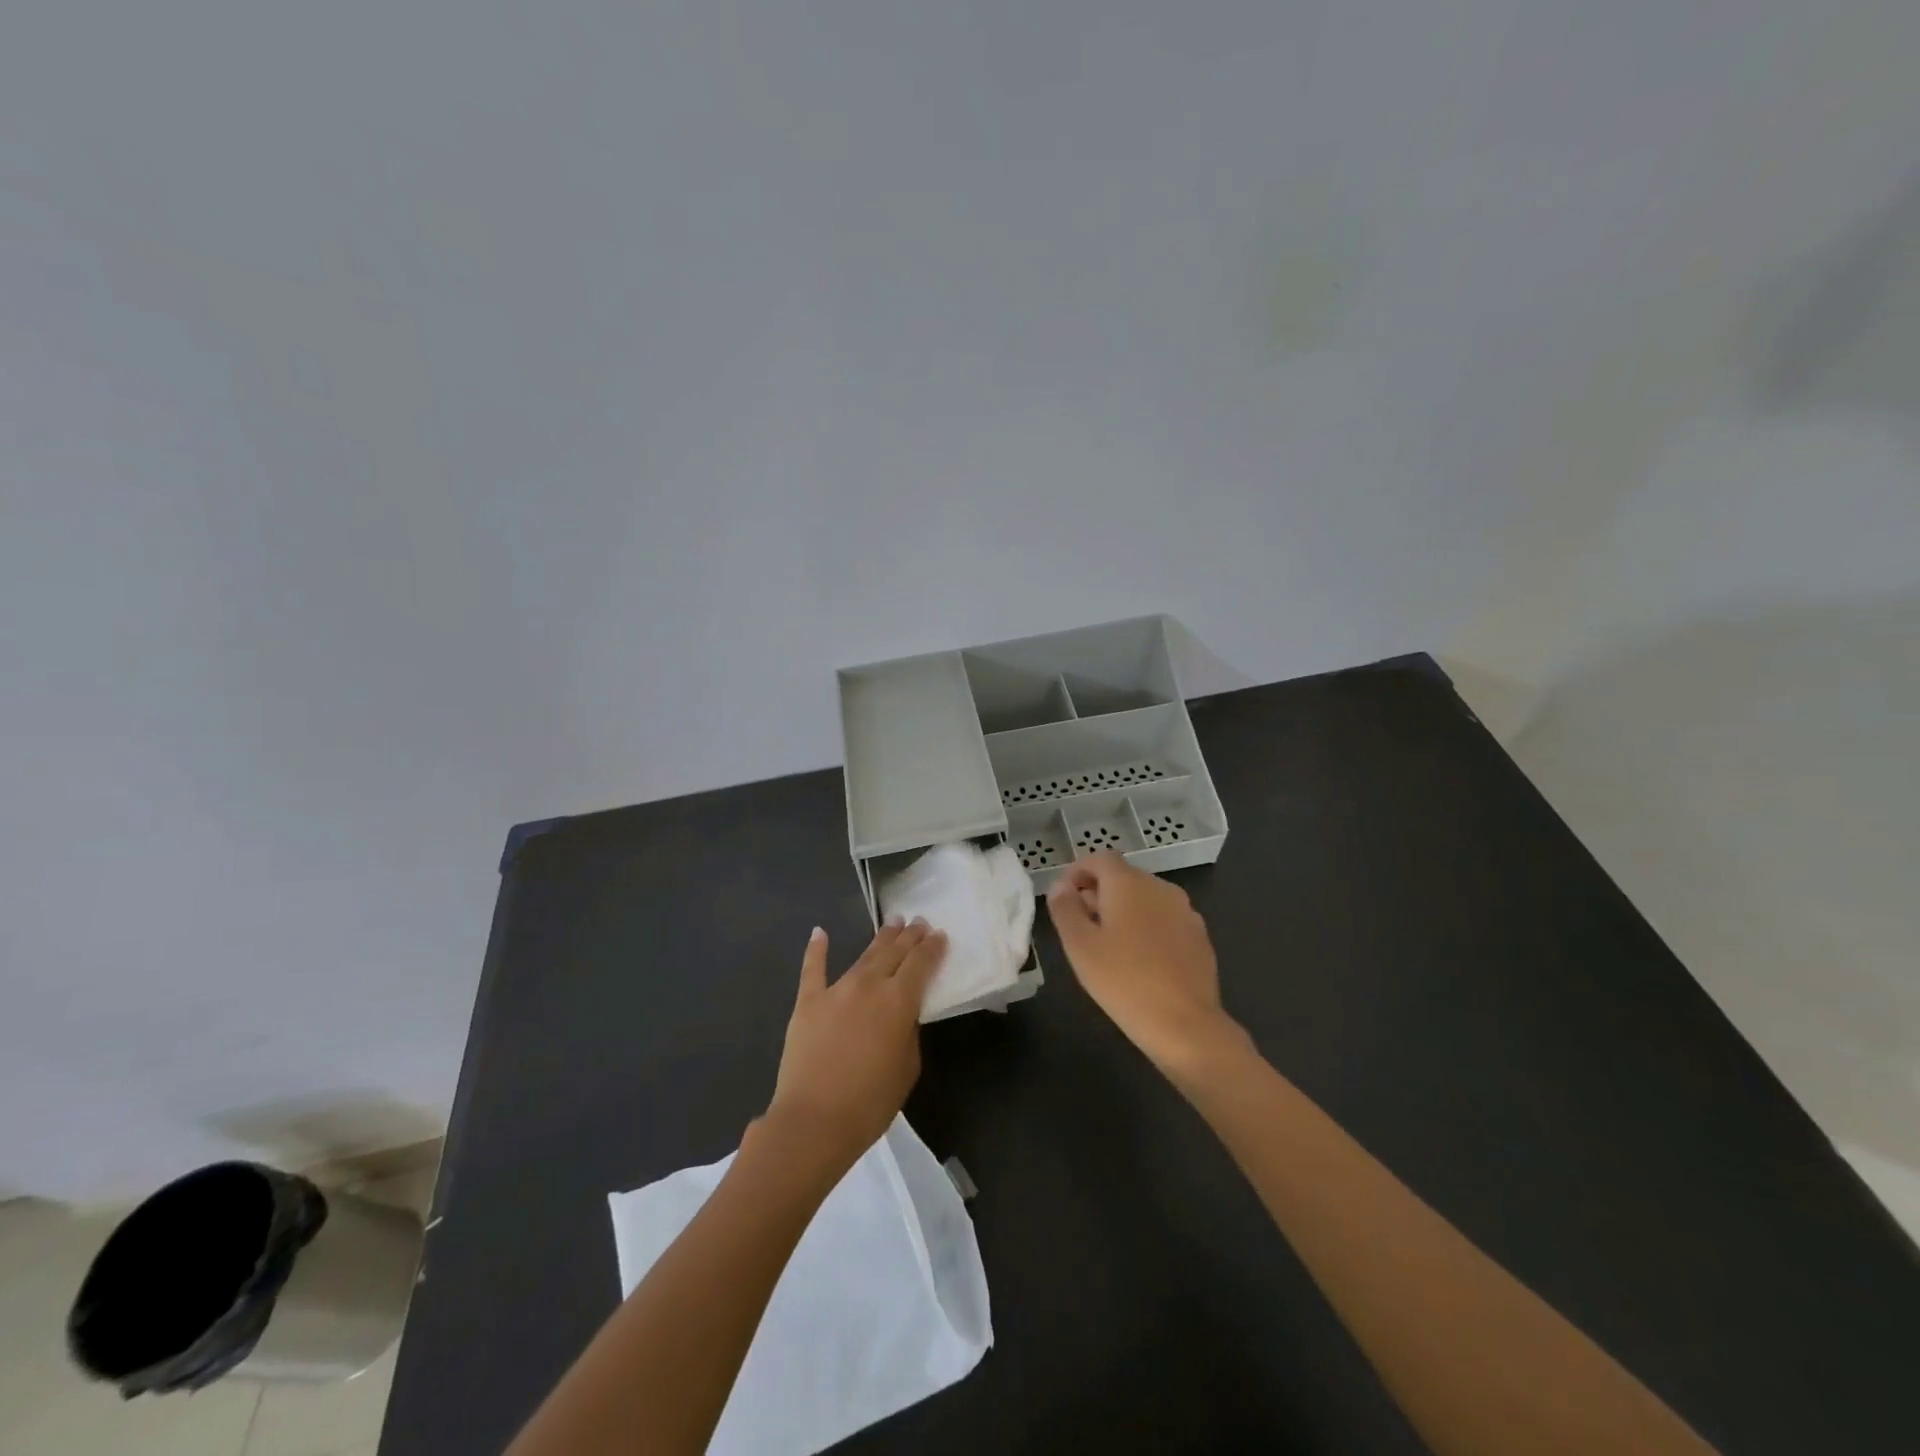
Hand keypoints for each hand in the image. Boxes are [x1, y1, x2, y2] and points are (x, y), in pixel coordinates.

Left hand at [764, 919, 947, 1176]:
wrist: (813, 1121)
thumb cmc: (870, 1102)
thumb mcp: (907, 1068)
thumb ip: (908, 1032)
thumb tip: (902, 1014)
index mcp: (898, 1001)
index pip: (921, 964)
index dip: (932, 947)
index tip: (939, 934)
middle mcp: (869, 985)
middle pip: (894, 952)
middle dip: (909, 936)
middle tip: (918, 921)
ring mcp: (836, 990)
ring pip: (863, 956)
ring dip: (880, 938)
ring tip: (892, 923)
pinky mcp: (808, 1002)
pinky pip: (813, 969)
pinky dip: (816, 949)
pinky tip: (819, 932)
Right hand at [1047, 853, 1245, 1073]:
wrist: (1185, 1024)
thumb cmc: (1123, 981)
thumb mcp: (1080, 945)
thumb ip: (1065, 908)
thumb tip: (1061, 886)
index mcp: (1129, 883)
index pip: (1100, 859)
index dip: (1078, 871)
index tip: (1064, 896)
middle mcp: (1160, 888)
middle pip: (1124, 877)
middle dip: (1099, 892)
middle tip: (1080, 924)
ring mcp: (1185, 912)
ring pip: (1146, 899)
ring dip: (1124, 910)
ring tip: (1108, 944)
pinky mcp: (1199, 937)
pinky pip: (1165, 919)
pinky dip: (1147, 927)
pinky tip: (1140, 960)